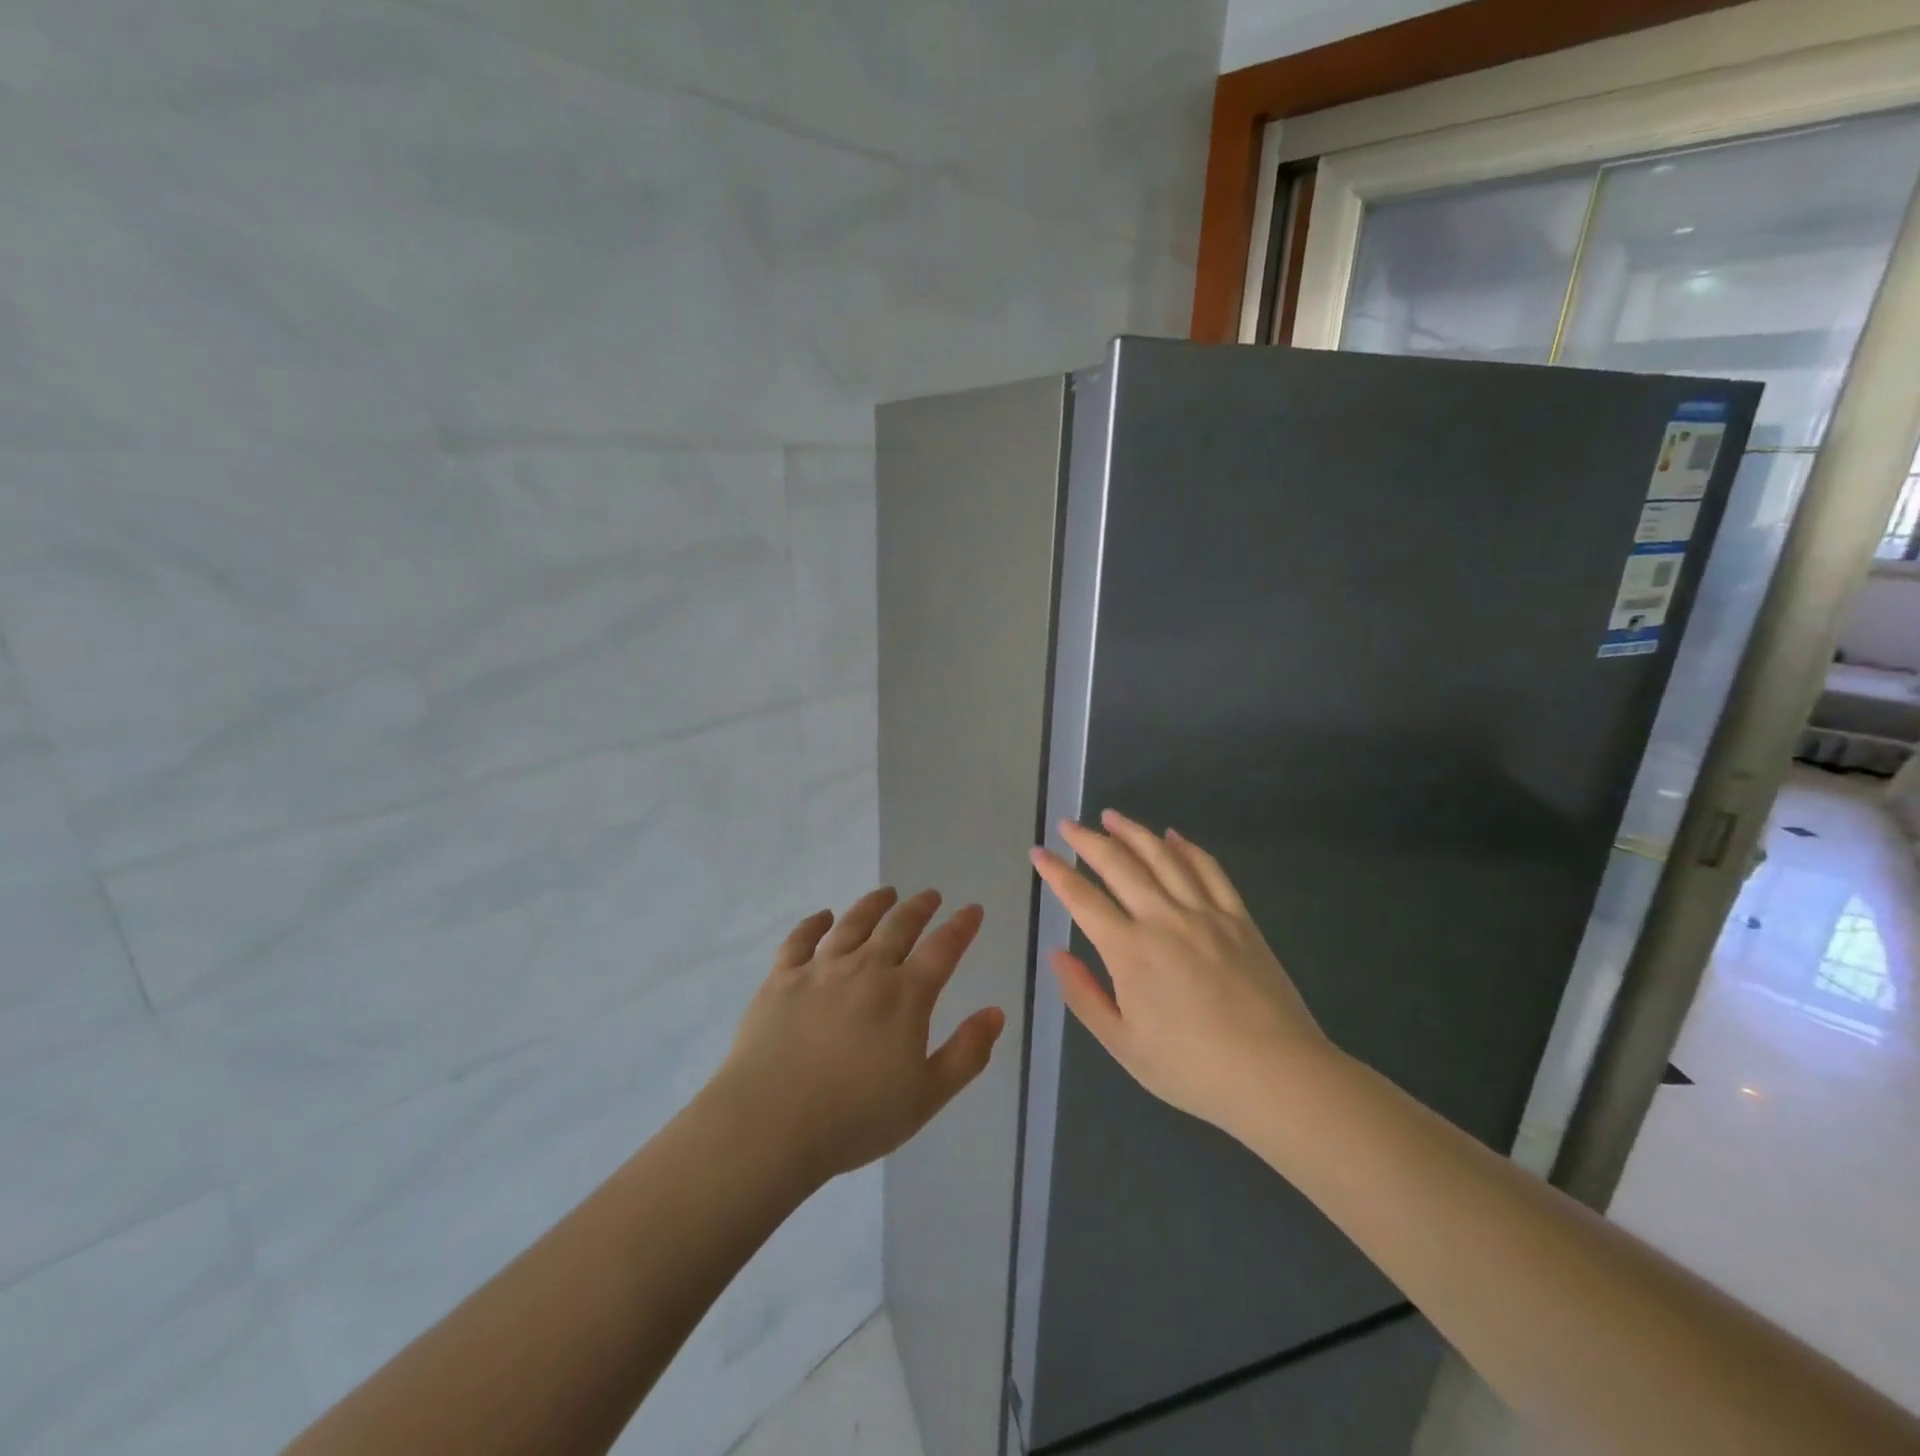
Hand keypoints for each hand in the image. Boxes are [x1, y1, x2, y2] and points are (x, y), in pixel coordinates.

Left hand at [715, 888, 1005, 1187]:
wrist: (769, 1124)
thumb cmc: (855, 1117)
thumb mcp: (926, 1097)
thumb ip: (966, 1053)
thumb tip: (996, 1013)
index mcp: (905, 995)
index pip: (943, 949)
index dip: (961, 926)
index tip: (972, 910)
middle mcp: (866, 969)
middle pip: (899, 925)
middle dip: (920, 907)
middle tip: (931, 895)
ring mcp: (820, 969)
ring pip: (853, 923)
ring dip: (874, 904)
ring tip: (887, 893)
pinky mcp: (781, 978)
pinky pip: (800, 939)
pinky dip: (814, 923)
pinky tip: (822, 917)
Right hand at [1031, 811, 1330, 1137]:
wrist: (1277, 1076)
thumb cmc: (1192, 1069)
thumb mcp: (1124, 1045)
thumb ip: (1084, 996)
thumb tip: (1056, 954)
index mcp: (1130, 951)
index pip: (1082, 899)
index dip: (1057, 872)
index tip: (1039, 853)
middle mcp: (1163, 919)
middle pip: (1119, 865)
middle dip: (1088, 841)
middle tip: (1068, 824)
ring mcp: (1205, 913)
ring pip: (1163, 857)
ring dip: (1133, 832)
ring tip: (1111, 816)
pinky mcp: (1239, 918)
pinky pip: (1209, 870)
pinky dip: (1188, 848)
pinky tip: (1173, 835)